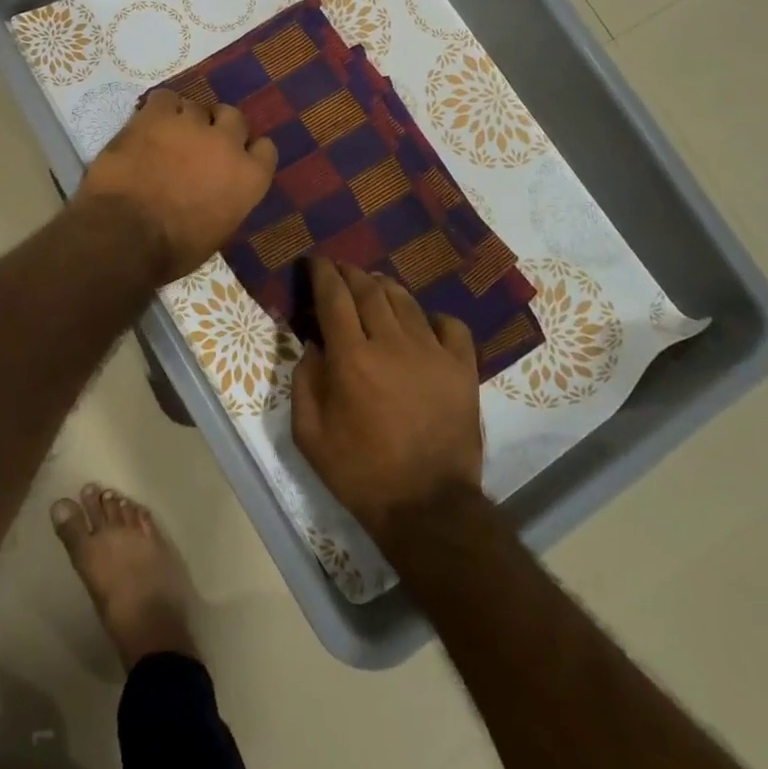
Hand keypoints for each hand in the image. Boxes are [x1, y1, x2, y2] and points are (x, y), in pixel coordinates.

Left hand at [75, 89, 278, 284]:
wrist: (125, 234)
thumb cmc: (172, 249)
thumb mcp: (217, 232)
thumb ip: (227, 200)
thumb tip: (217, 190)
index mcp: (250, 177)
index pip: (264, 149)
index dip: (247, 151)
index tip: (232, 159)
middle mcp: (227, 143)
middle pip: (233, 117)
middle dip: (217, 128)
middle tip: (198, 144)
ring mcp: (191, 124)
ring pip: (196, 106)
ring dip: (185, 119)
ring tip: (167, 136)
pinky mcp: (156, 115)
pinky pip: (164, 97)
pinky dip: (158, 109)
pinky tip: (148, 123)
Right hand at [291, 257, 483, 539]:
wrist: (428, 507)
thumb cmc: (361, 473)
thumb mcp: (310, 435)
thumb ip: (305, 381)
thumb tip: (313, 345)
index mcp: (351, 357)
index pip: (334, 297)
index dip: (323, 273)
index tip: (316, 261)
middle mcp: (391, 342)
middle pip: (369, 290)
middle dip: (351, 273)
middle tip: (341, 269)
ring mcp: (432, 352)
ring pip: (406, 301)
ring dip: (384, 287)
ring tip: (374, 287)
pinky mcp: (462, 368)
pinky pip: (450, 325)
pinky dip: (433, 316)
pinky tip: (423, 324)